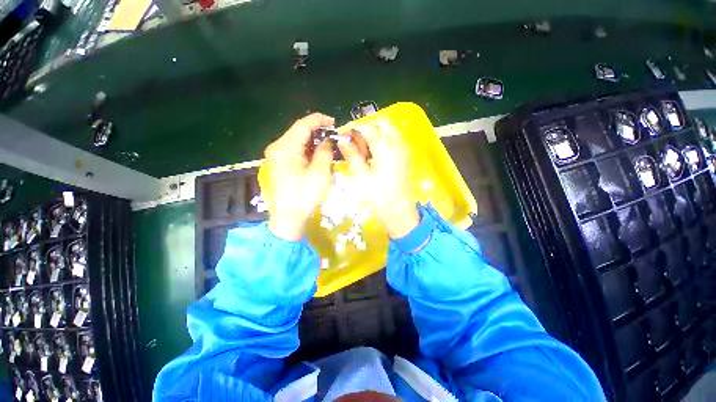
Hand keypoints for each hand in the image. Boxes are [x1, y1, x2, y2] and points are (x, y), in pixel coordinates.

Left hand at [264, 113, 334, 240]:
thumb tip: (327, 141)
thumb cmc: (304, 195)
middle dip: (317, 131)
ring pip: (297, 141)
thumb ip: (325, 152)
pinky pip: (295, 151)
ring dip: (313, 141)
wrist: (288, 217)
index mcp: (285, 148)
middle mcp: (277, 147)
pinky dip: (308, 150)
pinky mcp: (280, 164)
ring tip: (329, 146)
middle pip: (299, 132)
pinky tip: (318, 156)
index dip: (319, 120)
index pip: (303, 125)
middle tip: (334, 136)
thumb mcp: (320, 173)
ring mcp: (277, 156)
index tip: (334, 122)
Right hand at [337, 121, 419, 238]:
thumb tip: (342, 140)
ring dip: (371, 137)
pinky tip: (369, 157)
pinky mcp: (403, 157)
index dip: (351, 128)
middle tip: (351, 143)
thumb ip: (351, 154)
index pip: (367, 127)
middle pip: (379, 125)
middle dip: (363, 131)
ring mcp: (403, 150)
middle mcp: (398, 143)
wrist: (398, 212)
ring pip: (385, 133)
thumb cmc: (377, 197)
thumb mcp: (360, 176)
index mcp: (387, 147)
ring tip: (359, 152)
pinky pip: (390, 142)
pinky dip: (378, 144)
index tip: (339, 134)